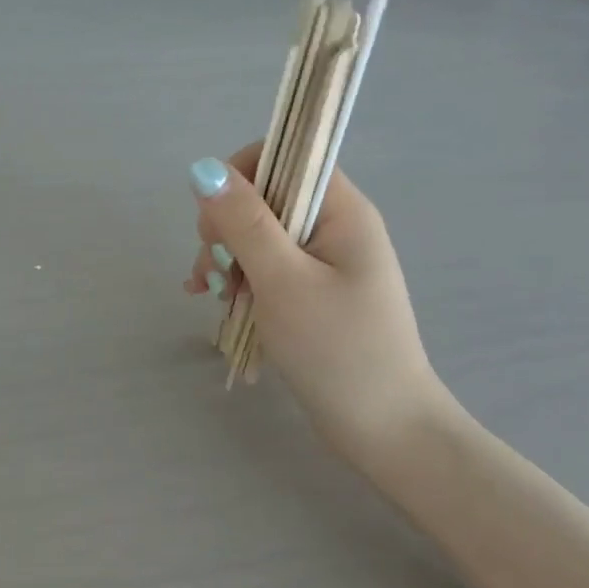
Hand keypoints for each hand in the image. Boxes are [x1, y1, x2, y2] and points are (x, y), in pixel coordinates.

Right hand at [184, 145, 448, 468]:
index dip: (241, 176)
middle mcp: (335, 226)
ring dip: (225, 258)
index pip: (286, 156)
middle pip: (264, 197)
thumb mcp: (282, 281)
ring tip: (209, 296)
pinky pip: (264, 268)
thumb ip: (244, 222)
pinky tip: (210, 301)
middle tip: (213, 269)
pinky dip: (236, 280)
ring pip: (258, 235)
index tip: (217, 221)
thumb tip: (204, 168)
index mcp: (342, 211)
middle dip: (225, 227)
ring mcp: (324, 262)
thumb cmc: (337, 350)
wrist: (384, 431)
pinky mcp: (312, 292)